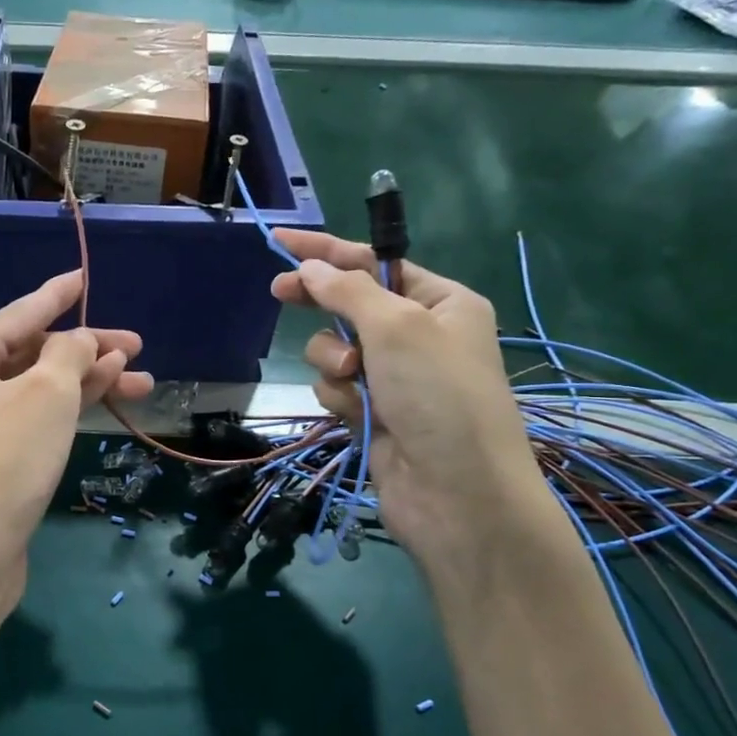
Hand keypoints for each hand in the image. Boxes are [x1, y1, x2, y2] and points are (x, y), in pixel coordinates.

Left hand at [0, 270, 151, 616]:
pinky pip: (26, 419)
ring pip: (32, 390)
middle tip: (138, 348)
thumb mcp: (46, 395)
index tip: (84, 276)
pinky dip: (61, 410)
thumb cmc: (4, 462)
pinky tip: (101, 402)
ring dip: (83, 383)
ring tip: (139, 380)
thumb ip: (70, 353)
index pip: (18, 314)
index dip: (58, 295)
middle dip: (85, 351)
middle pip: (29, 354)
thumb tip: (82, 340)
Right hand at [270, 231, 540, 558]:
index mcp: (442, 303)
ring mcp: (395, 378)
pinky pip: (336, 388)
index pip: (376, 265)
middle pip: (352, 305)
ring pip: (336, 351)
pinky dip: (340, 397)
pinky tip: (359, 415)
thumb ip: (348, 291)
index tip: (281, 242)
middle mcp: (419, 336)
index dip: (327, 251)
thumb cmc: (438, 395)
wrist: (456, 493)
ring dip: (335, 361)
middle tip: (279, 293)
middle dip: (323, 305)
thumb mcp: (397, 327)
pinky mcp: (373, 414)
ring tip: (356, 380)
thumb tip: (309, 268)